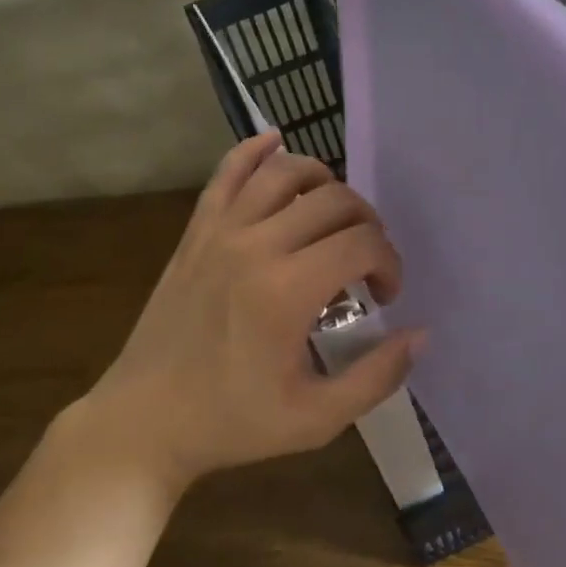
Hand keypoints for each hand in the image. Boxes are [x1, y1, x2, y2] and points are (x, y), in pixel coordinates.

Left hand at [87, 132, 423, 490]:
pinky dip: (255, 150)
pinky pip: (228, 172)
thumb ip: (376, 377)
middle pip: (334, 200)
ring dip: (324, 181)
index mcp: (288, 291)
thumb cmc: (233, 423)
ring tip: (335, 214)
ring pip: (285, 172)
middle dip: (367, 224)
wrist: (145, 421)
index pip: (362, 243)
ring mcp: (221, 231)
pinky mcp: (196, 231)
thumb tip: (419, 334)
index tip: (384, 296)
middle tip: (366, 263)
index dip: (389, 264)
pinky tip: (275, 143)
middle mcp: (256, 246)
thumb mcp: (316, 419)